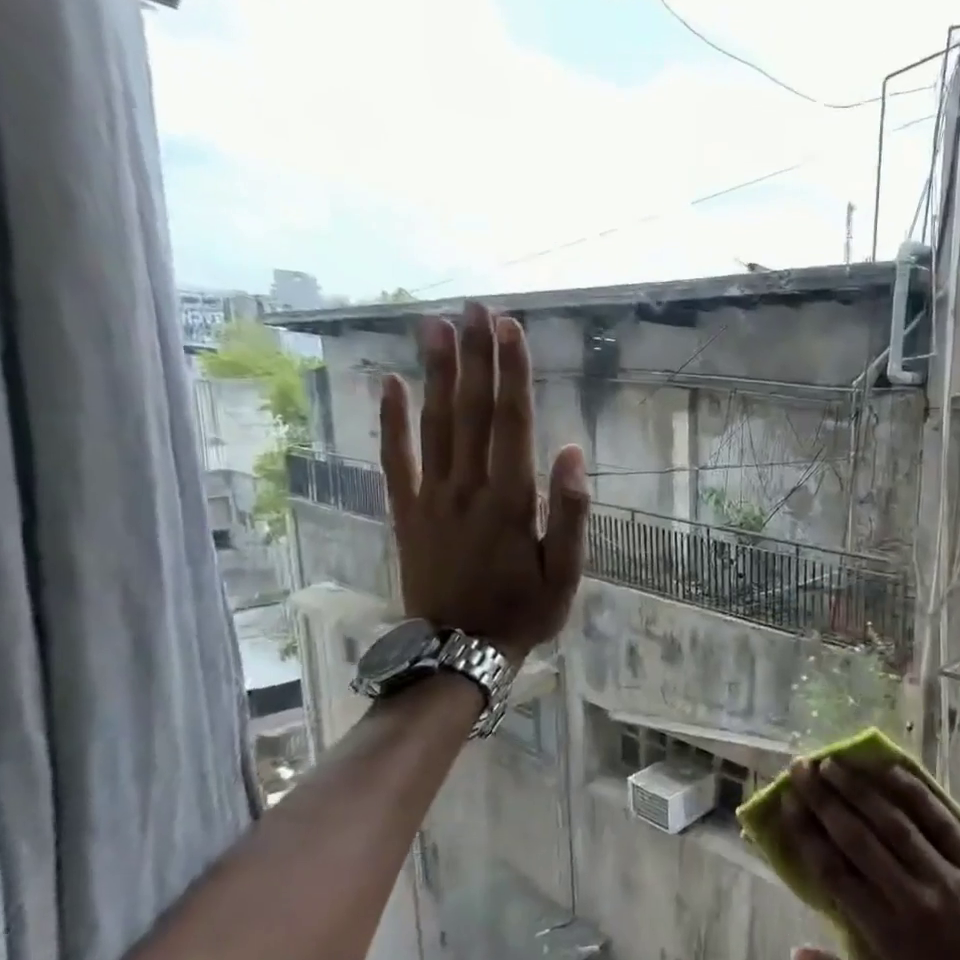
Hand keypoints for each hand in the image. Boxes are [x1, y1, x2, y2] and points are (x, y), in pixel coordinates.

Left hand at [378, 302, 589, 664]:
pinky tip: (388, 383)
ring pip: (434, 424)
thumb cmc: (524, 613)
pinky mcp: (406, 512)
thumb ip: (570, 513)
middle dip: (475, 356)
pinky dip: (391, 421)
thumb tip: (571, 452)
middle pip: (471, 410)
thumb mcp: (566, 573)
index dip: (511, 372)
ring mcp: (431, 497)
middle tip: (475, 308)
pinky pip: (396, 460)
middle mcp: (467, 487)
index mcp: (511, 500)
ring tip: (437, 326)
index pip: (512, 422)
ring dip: (436, 373)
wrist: (459, 652)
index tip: (510, 328)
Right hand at [777, 755, 959, 959]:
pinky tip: (891, 771)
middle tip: (801, 768)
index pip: (834, 872)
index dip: (806, 834)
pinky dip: (914, 793)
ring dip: (861, 788)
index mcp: (887, 935)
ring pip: (895, 821)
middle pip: (858, 837)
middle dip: (824, 799)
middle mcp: (913, 896)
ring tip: (834, 763)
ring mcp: (950, 876)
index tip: (787, 805)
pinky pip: (942, 820)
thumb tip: (798, 951)